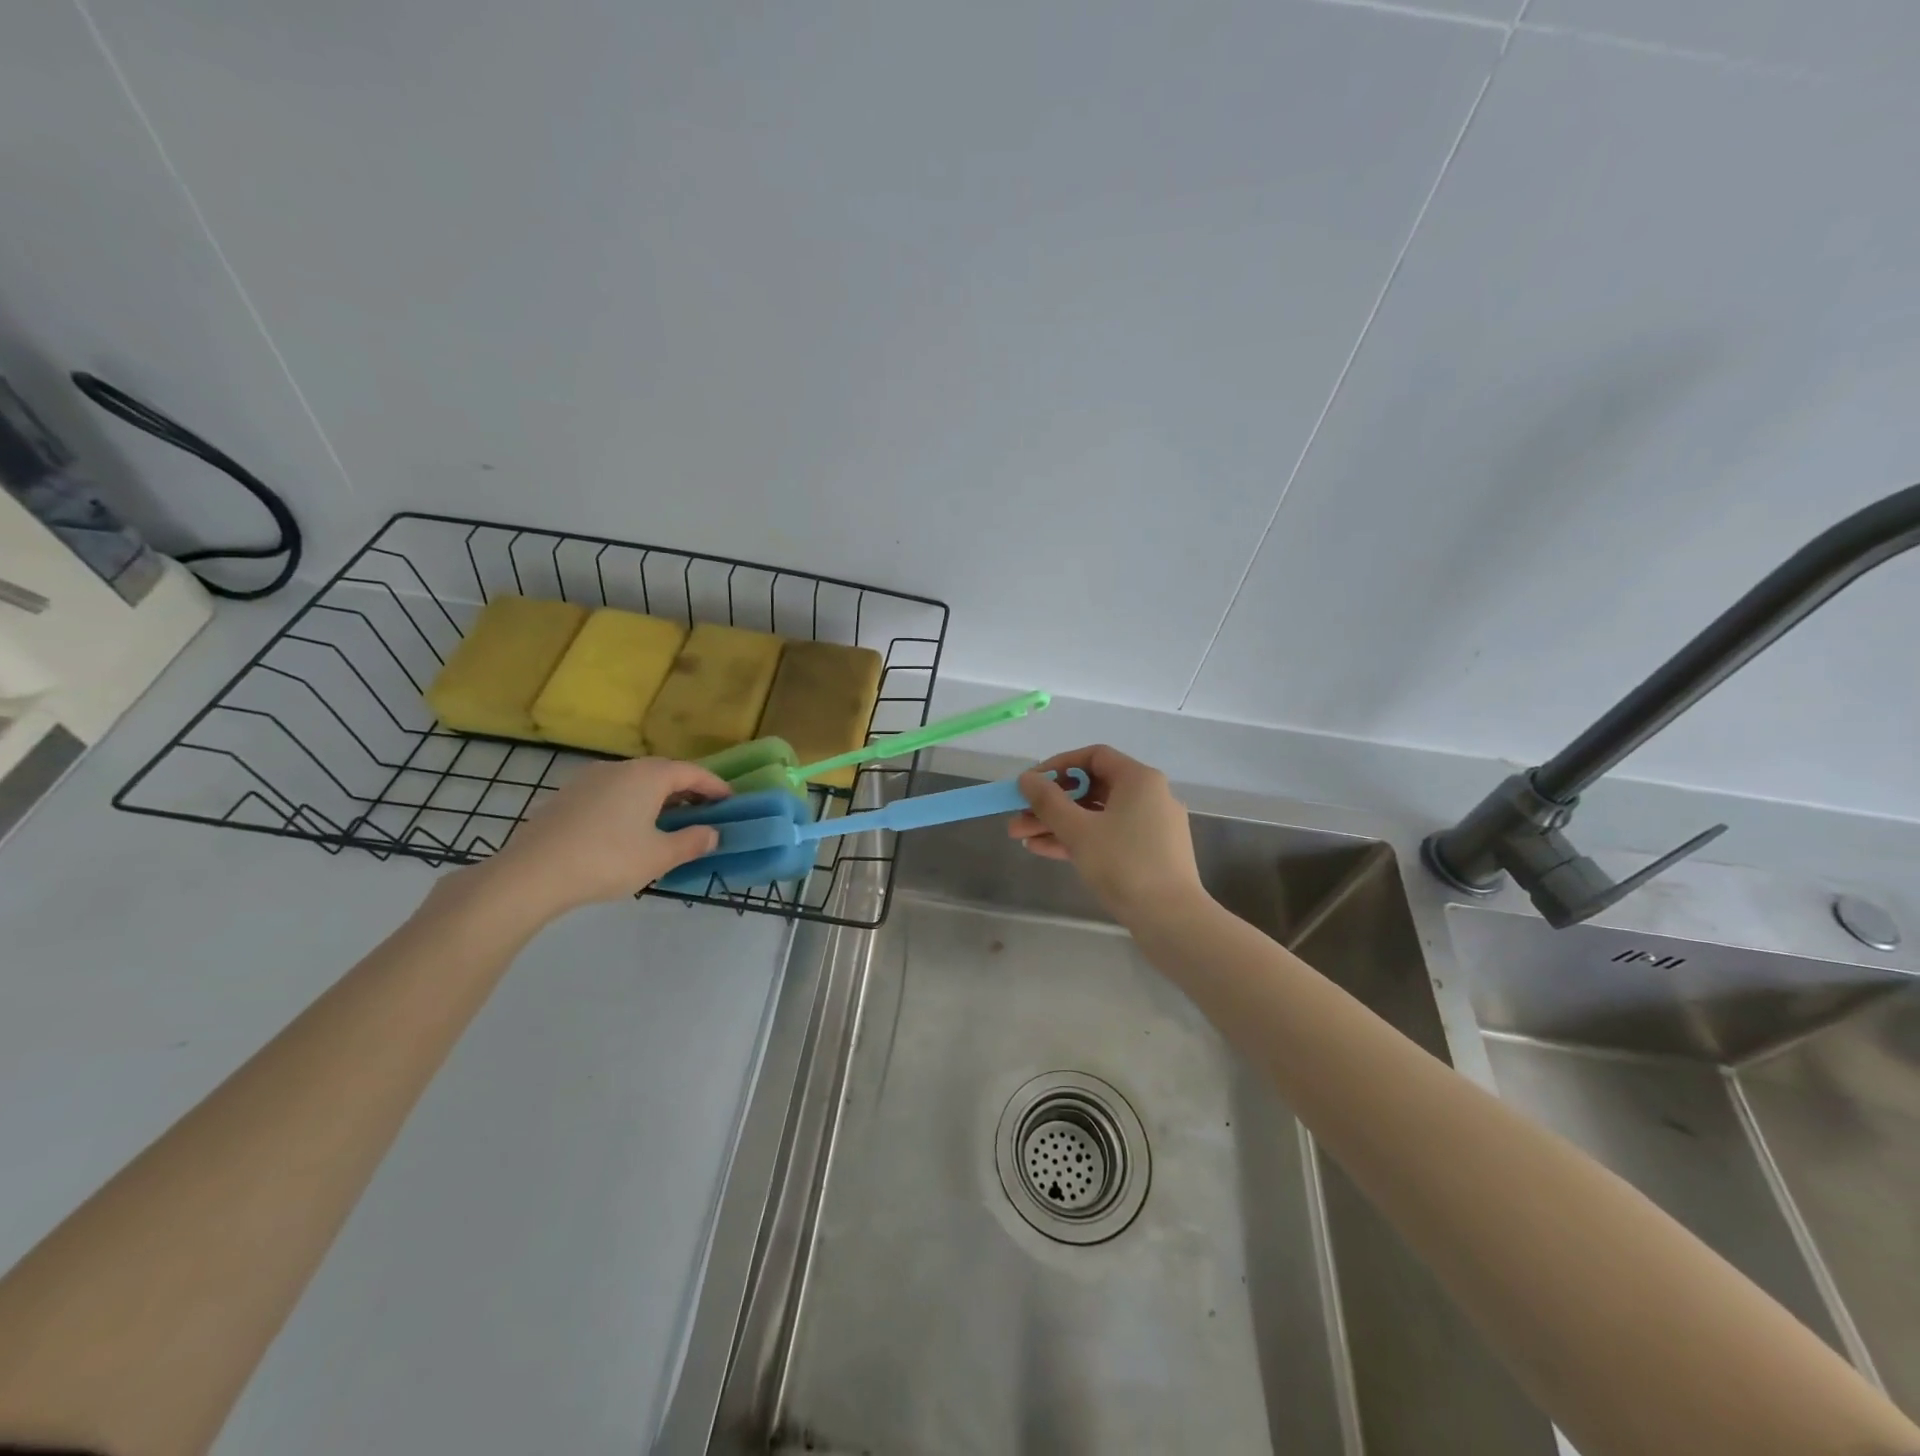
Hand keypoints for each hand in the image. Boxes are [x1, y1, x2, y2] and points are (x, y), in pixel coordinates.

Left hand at [473, 757, 730, 922]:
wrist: (531, 874)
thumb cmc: (607, 859)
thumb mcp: (659, 856)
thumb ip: (692, 842)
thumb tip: (712, 833)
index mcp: (648, 776)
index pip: (692, 772)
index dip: (715, 786)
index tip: (731, 800)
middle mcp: (620, 768)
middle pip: (663, 773)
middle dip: (687, 791)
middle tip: (704, 811)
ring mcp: (588, 780)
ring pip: (635, 783)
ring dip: (657, 798)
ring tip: (669, 822)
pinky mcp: (566, 797)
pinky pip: (612, 794)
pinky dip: (631, 804)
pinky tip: (629, 830)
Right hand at [1009, 745, 1208, 927]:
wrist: (1172, 919)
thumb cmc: (1124, 864)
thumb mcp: (1078, 830)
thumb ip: (1048, 801)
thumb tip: (1027, 779)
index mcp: (1139, 779)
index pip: (1093, 756)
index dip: (1058, 766)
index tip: (1030, 783)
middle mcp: (1149, 795)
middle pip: (1091, 788)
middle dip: (1050, 803)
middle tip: (1017, 816)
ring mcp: (1151, 826)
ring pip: (1096, 815)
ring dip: (1058, 823)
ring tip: (1021, 837)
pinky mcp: (1149, 853)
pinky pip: (1107, 836)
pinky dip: (1078, 839)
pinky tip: (1043, 849)